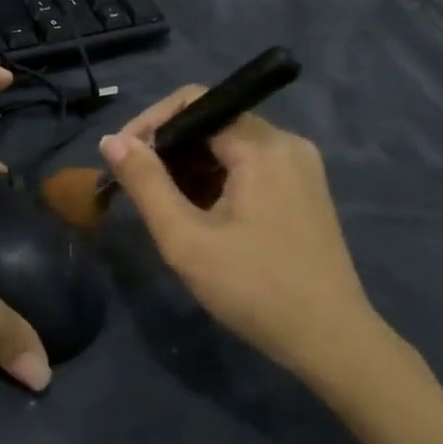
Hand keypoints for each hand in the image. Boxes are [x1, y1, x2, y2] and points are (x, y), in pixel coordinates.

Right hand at [98, 86, 401, 392]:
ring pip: (230, 147)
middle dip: (168, 151)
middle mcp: (287, 144)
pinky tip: (202, 219)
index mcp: (262, 146)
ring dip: (191, 169)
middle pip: (213, 123)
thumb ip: (145, 183)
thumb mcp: (185, 238)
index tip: (122, 159)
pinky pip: (251, 168)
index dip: (150, 124)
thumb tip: (112, 140)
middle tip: (137, 191)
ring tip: (166, 210)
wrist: (330, 340)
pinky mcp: (305, 192)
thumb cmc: (254, 288)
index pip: (194, 103)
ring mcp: (301, 168)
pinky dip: (218, 182)